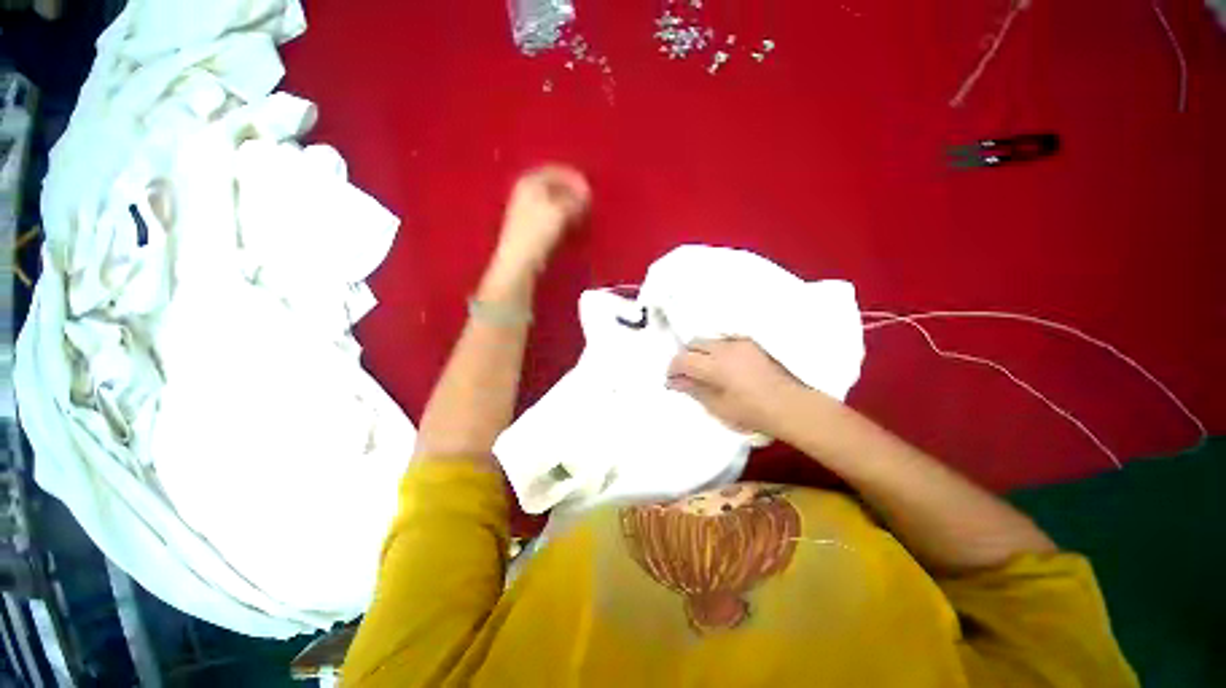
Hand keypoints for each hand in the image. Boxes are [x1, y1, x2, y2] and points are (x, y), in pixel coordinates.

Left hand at [492, 164, 590, 278]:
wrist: (520, 261)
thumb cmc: (539, 232)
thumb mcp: (561, 211)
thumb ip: (575, 199)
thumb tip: (586, 194)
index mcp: (529, 180)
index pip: (557, 171)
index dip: (575, 179)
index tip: (590, 190)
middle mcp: (525, 191)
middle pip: (554, 186)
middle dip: (572, 193)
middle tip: (588, 203)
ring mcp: (525, 209)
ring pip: (553, 201)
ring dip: (569, 206)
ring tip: (582, 215)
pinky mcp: (529, 226)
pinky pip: (550, 215)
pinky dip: (562, 217)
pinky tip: (570, 226)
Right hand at [666, 338, 805, 435]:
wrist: (790, 406)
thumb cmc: (751, 412)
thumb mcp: (717, 406)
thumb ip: (693, 389)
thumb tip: (673, 381)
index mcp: (714, 366)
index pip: (683, 359)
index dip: (673, 368)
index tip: (672, 379)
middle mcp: (725, 348)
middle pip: (695, 343)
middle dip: (686, 356)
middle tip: (688, 374)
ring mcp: (740, 343)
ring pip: (710, 340)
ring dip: (702, 351)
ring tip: (707, 369)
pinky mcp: (752, 344)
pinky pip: (726, 340)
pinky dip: (718, 349)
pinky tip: (725, 365)